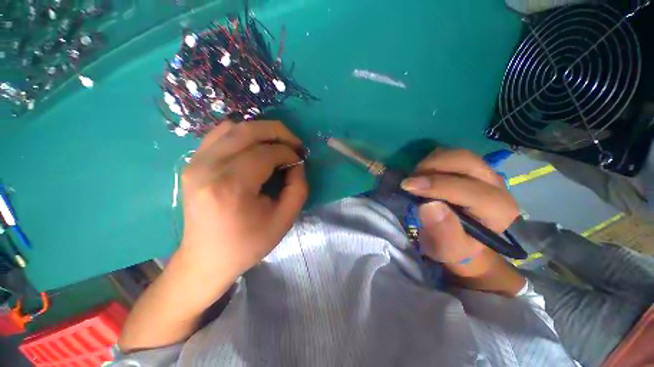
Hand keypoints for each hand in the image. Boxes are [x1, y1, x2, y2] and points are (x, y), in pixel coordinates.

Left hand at [180, 120, 307, 276]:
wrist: (206, 258)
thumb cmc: (248, 244)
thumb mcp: (284, 219)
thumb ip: (298, 187)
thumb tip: (296, 163)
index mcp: (232, 187)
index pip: (266, 153)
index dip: (288, 152)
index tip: (299, 160)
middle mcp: (208, 168)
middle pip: (247, 131)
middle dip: (277, 131)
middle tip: (293, 142)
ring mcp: (195, 163)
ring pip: (232, 127)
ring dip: (260, 131)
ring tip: (276, 144)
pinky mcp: (193, 164)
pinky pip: (219, 135)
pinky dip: (242, 134)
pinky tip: (254, 147)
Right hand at [401, 149, 518, 265]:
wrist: (461, 238)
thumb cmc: (454, 247)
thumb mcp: (447, 248)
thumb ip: (442, 232)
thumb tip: (430, 205)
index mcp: (498, 210)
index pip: (470, 190)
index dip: (437, 185)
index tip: (408, 186)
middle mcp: (497, 185)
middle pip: (466, 161)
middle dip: (432, 167)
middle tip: (410, 181)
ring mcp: (485, 172)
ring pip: (457, 154)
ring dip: (431, 162)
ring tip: (415, 178)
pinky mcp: (472, 167)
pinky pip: (450, 154)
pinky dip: (432, 160)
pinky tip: (424, 175)